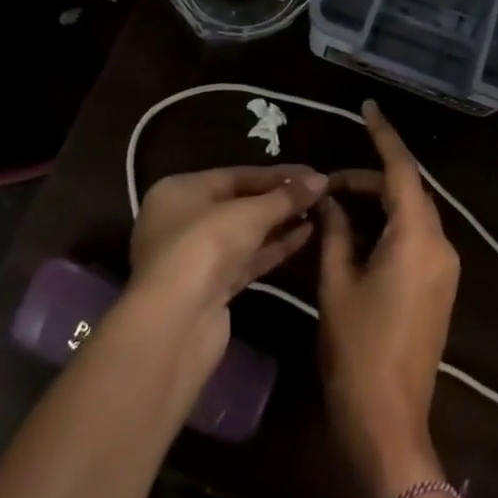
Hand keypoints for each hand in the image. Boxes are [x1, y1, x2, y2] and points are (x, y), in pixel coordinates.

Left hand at [130, 166, 328, 322]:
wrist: (175, 324)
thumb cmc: (205, 246)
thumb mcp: (250, 213)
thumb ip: (287, 196)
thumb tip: (322, 180)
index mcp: (180, 191)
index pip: (237, 175)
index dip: (277, 175)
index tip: (312, 174)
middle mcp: (182, 221)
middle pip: (240, 204)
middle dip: (280, 200)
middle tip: (318, 194)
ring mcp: (195, 257)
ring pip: (245, 234)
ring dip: (281, 224)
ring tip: (318, 213)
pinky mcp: (210, 289)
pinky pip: (247, 259)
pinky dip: (274, 247)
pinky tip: (306, 236)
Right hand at [318, 102, 460, 497]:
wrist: (389, 423)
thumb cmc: (357, 351)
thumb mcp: (336, 285)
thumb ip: (334, 232)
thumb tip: (328, 200)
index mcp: (417, 237)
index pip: (401, 170)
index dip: (384, 135)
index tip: (369, 107)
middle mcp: (439, 243)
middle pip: (406, 192)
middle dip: (369, 180)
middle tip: (327, 183)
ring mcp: (444, 267)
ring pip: (411, 215)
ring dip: (378, 204)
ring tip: (335, 206)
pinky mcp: (440, 287)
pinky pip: (416, 239)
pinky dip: (388, 227)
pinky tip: (356, 234)